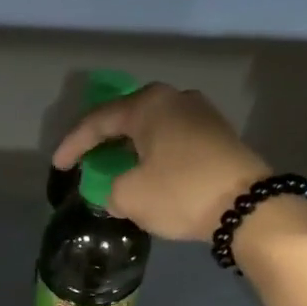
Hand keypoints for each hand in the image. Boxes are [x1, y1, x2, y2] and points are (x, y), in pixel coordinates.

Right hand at [52, 84, 269, 241]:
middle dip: (102, 141)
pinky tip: (147, 172)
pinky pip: (173, 140)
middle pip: (127, 118)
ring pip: (152, 129)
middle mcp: (175, 99)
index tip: (57, 166)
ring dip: (130, 148)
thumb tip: (114, 191)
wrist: (249, 206)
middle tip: (84, 160)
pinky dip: (153, 154)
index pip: (98, 120)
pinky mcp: (218, 136)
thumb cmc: (181, 192)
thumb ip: (109, 190)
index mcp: (148, 105)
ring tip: (114, 168)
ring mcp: (201, 114)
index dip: (73, 145)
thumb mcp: (130, 196)